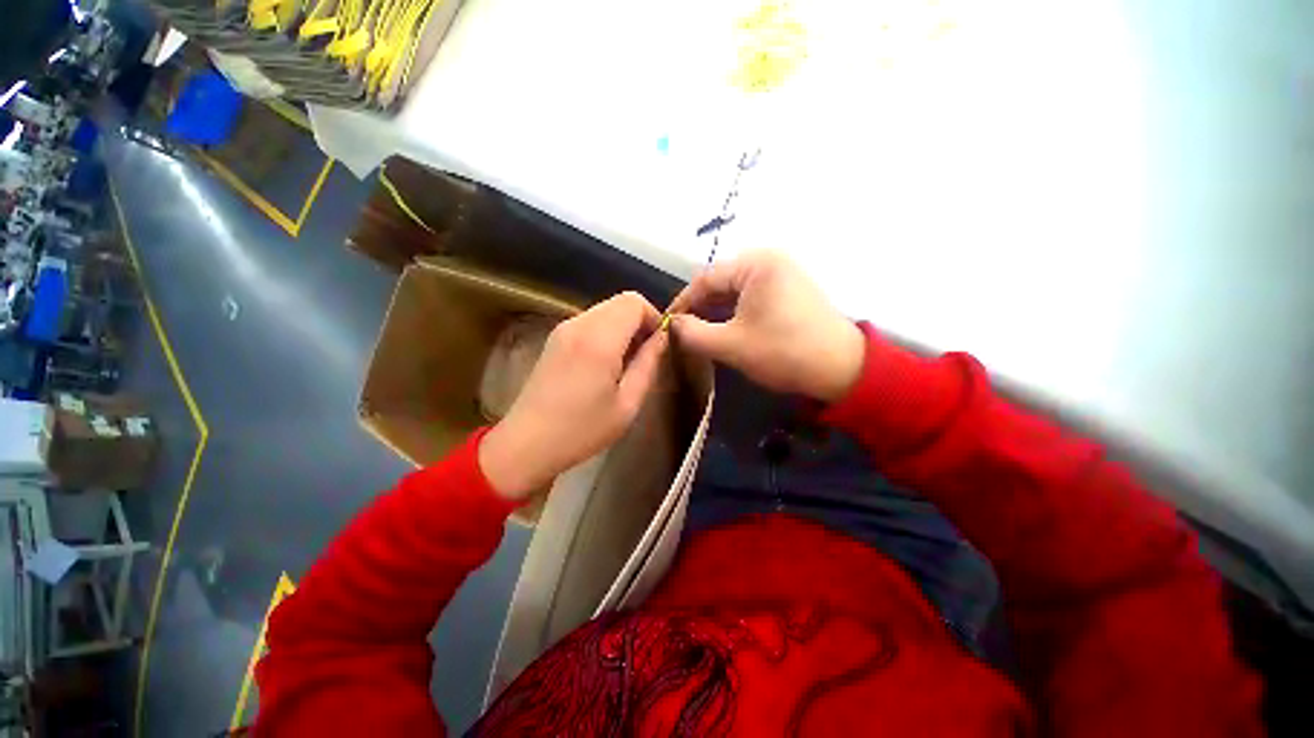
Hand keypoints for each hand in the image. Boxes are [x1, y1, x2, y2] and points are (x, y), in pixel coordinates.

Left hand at [479, 292, 667, 499]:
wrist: (527, 442)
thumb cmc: (582, 429)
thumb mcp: (627, 403)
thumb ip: (648, 364)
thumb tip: (662, 338)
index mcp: (599, 339)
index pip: (634, 302)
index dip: (654, 317)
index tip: (659, 345)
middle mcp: (579, 324)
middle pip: (620, 301)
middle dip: (640, 321)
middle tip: (645, 355)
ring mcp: (563, 328)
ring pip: (606, 310)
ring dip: (623, 327)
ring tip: (626, 362)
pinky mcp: (555, 337)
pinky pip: (591, 321)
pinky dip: (607, 332)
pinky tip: (605, 362)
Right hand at [669, 250, 863, 402]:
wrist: (841, 368)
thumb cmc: (783, 352)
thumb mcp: (730, 344)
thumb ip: (693, 333)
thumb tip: (673, 325)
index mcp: (756, 264)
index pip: (706, 279)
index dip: (683, 302)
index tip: (668, 323)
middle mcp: (770, 260)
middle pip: (721, 282)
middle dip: (700, 307)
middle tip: (683, 331)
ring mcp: (783, 273)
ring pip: (736, 290)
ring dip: (717, 310)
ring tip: (700, 332)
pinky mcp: (790, 289)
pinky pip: (753, 296)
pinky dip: (736, 311)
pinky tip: (725, 328)